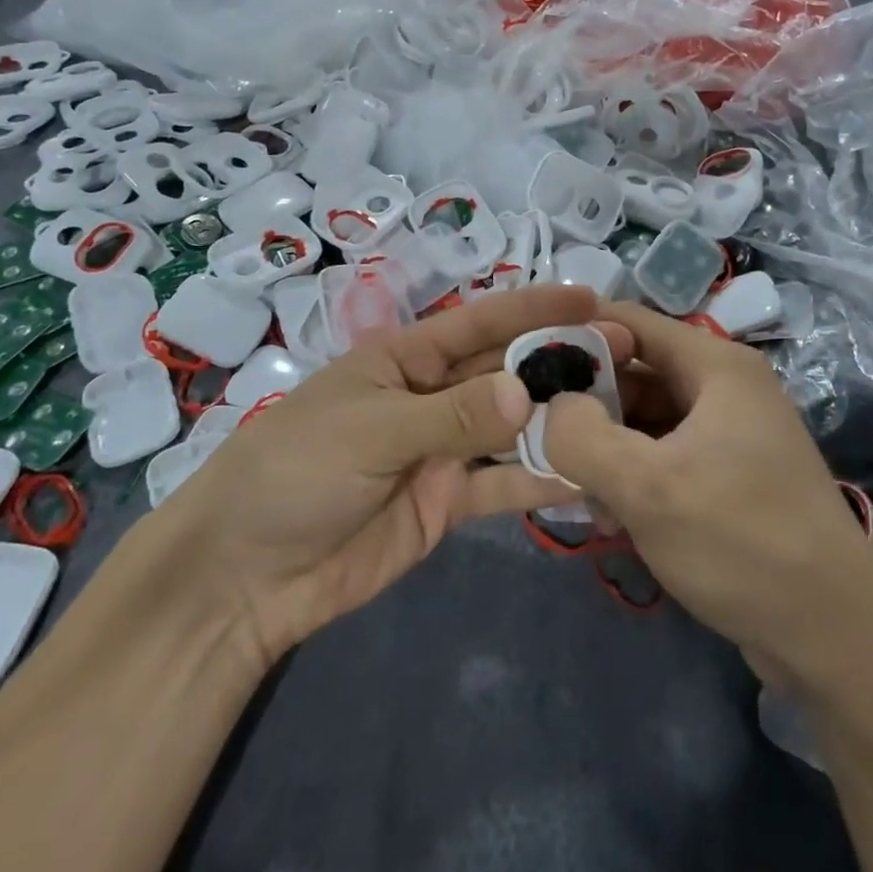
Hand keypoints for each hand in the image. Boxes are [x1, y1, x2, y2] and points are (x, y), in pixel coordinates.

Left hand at [149, 285, 616, 671]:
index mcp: (403, 360)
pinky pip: (502, 486)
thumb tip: (528, 393)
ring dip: (559, 419)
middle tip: (626, 354)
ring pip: (512, 427)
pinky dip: (540, 481)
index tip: (588, 296)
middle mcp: (429, 397)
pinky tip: (587, 476)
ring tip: (622, 410)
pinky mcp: (446, 504)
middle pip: (504, 372)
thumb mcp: (370, 431)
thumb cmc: (294, 473)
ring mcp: (441, 452)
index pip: (477, 323)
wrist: (247, 575)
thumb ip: (451, 415)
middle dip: (559, 361)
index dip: (531, 306)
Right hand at [544, 302, 872, 686]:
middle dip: (585, 406)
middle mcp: (723, 389)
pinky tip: (610, 520)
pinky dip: (630, 478)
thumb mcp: (648, 487)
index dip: (574, 336)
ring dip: (604, 451)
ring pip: (642, 421)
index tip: (523, 368)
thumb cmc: (742, 543)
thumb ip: (580, 436)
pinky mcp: (726, 479)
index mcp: (715, 366)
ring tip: (575, 493)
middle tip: (540, 443)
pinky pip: (662, 458)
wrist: (835, 640)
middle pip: (633, 373)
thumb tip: (547, 408)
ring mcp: (727, 435)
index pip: (627, 321)